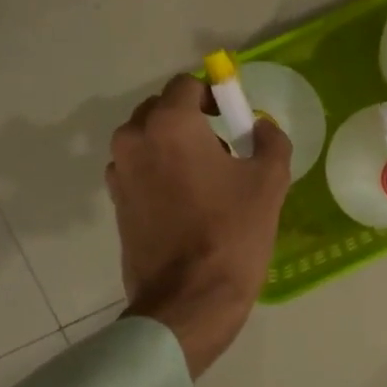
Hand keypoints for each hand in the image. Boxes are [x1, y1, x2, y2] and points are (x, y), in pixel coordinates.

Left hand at [108, 75, 291, 376]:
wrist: (188, 301)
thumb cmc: (231, 234)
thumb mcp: (269, 182)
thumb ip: (270, 140)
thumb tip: (260, 127)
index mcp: (169, 125)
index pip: (186, 85)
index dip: (213, 96)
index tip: (234, 119)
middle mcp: (135, 139)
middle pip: (161, 109)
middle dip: (190, 119)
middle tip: (223, 147)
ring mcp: (119, 173)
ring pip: (147, 140)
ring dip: (172, 146)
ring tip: (204, 178)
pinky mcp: (116, 203)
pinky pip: (138, 169)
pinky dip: (158, 172)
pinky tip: (185, 202)